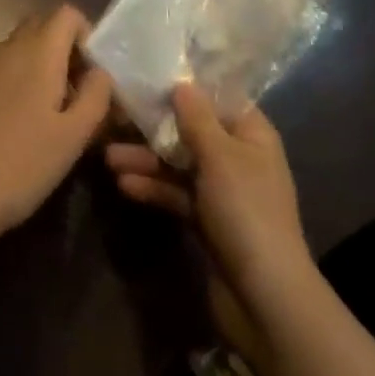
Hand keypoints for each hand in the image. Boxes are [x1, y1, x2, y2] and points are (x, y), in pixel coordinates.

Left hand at [0, 4, 111, 259]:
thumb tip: (100, 72)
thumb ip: (96, 96)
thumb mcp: (73, 137)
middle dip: (61, 50)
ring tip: (42, 117)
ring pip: (16, 51)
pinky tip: (7, 129)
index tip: (90, 74)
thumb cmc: (21, 166)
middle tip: (72, 95)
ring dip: (35, 69)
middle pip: (40, 27)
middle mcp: (6, 48)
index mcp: (38, 52)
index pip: (66, 13)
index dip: (84, 35)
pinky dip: (9, 85)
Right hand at [105, 82, 313, 304]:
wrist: (265, 298)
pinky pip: (177, 194)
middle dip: (155, 128)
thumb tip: (181, 83)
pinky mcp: (207, 221)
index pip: (217, 98)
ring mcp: (222, 191)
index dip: (186, 88)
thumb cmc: (246, 211)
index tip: (150, 77)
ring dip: (147, 159)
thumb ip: (196, 118)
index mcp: (251, 133)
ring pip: (179, 164)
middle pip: (191, 131)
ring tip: (109, 158)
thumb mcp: (220, 156)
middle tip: (116, 119)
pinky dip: (154, 188)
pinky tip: (124, 186)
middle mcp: (238, 156)